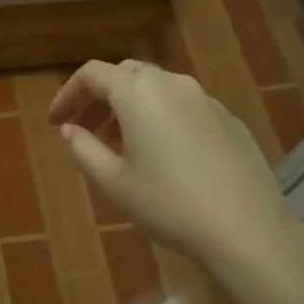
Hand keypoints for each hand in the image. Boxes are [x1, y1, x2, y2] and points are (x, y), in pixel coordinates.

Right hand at [47, 59, 290, 269]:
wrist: (247, 229)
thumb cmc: (168, 203)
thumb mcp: (114, 182)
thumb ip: (84, 150)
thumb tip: (70, 130)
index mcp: (138, 92)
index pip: (92, 74)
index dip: (68, 94)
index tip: (55, 122)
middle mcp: (172, 84)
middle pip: (126, 76)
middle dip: (99, 99)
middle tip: (84, 130)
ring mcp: (206, 100)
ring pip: (157, 90)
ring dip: (131, 108)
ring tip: (120, 145)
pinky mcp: (229, 120)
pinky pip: (184, 108)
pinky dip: (161, 119)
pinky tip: (163, 156)